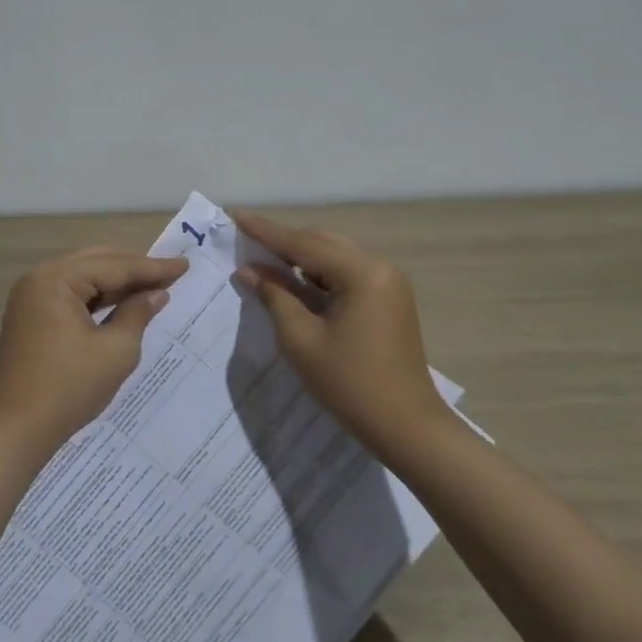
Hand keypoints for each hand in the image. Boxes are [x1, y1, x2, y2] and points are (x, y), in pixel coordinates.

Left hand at [0, 246, 187, 458]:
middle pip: (96, 262)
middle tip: (171, 272)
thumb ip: (138, 313)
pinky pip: (70, 295)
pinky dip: (97, 296)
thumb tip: (157, 294)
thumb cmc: (69, 387)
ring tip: (152, 284)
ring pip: (83, 276)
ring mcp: (31, 297)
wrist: (17, 428)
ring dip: (116, 281)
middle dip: (134, 268)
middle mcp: (39, 278)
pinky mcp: (30, 316)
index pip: (114, 266)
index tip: (185, 265)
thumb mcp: (116, 350)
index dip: (153, 268)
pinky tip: (121, 301)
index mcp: (56, 279)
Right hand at [232, 211, 444, 452]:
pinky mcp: (388, 301)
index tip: (235, 215)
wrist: (406, 426)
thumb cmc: (349, 384)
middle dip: (283, 243)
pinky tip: (294, 284)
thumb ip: (274, 297)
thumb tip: (249, 271)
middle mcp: (379, 268)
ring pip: (334, 257)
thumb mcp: (301, 340)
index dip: (265, 231)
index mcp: (362, 273)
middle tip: (245, 244)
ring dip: (300, 260)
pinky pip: (346, 275)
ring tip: (263, 264)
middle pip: (322, 243)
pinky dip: (318, 277)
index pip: (303, 244)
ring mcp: (388, 284)